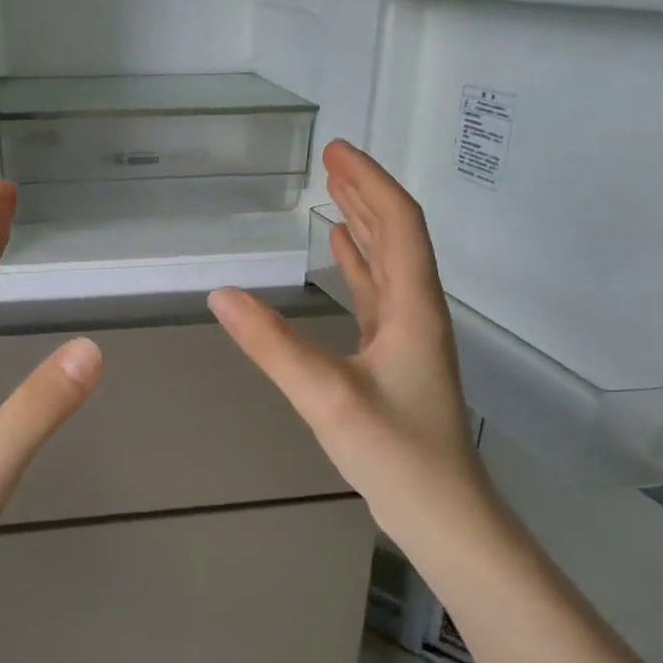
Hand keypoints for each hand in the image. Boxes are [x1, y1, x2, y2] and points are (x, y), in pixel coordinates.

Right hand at [209, 140, 484, 547]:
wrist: (441, 513)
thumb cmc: (395, 453)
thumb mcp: (326, 396)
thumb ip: (272, 345)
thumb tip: (222, 294)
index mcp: (413, 306)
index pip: (399, 223)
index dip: (370, 181)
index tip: (337, 150)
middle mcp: (417, 310)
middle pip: (397, 234)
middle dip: (365, 192)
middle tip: (331, 160)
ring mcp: (408, 335)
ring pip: (388, 262)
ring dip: (364, 223)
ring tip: (334, 194)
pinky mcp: (396, 357)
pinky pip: (377, 294)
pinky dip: (359, 265)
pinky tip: (341, 255)